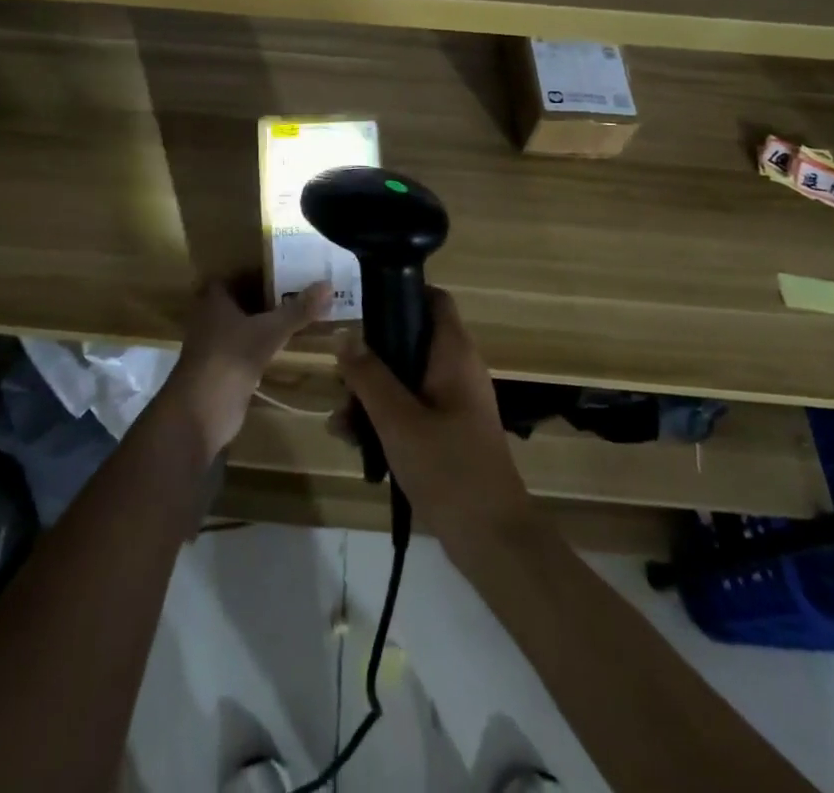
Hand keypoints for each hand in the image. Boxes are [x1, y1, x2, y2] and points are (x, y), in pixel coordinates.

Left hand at [167, 279, 328, 457]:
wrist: (201, 411)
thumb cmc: (230, 358)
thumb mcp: (268, 331)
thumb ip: (297, 310)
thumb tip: (328, 285)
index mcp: (214, 299)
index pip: (236, 275)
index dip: (258, 270)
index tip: (285, 267)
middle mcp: (211, 317)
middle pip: (242, 300)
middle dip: (267, 295)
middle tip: (300, 288)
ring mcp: (215, 345)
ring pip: (244, 325)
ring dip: (265, 321)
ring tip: (298, 313)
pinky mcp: (223, 369)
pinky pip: (247, 348)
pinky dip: (263, 345)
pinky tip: (285, 344)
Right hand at [334, 289, 534, 549]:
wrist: (493, 540)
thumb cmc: (448, 468)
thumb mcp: (398, 419)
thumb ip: (368, 375)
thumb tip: (344, 334)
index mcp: (453, 354)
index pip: (433, 300)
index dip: (401, 293)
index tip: (363, 306)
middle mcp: (456, 369)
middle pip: (407, 342)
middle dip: (369, 361)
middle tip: (340, 383)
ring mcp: (452, 402)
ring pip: (403, 379)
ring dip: (369, 396)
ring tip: (340, 424)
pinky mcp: (447, 431)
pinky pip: (410, 409)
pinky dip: (384, 419)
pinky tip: (354, 442)